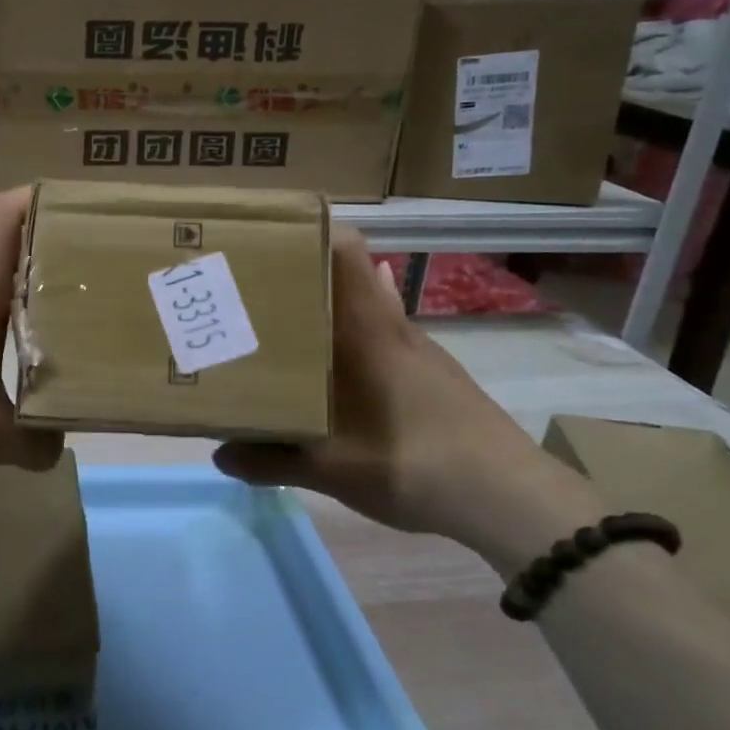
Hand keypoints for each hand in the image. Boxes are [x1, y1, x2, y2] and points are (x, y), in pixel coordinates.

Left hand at [0, 188, 62, 491]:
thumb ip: (37, 441)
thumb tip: (59, 443)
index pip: (7, 215)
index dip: (44, 198)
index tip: (88, 211)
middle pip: (6, 252)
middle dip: (52, 259)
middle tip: (98, 282)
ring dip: (21, 299)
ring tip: (63, 325)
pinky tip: (3, 366)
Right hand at [213, 230, 600, 571]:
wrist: (509, 497)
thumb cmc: (414, 464)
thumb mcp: (331, 469)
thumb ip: (270, 460)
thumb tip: (220, 454)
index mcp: (368, 330)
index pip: (345, 250)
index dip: (306, 232)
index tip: (261, 237)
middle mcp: (393, 326)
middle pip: (347, 274)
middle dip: (299, 273)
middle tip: (250, 289)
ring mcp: (417, 348)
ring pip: (363, 307)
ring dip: (324, 309)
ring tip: (279, 328)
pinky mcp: (432, 373)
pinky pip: (380, 337)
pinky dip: (349, 340)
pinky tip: (329, 372)